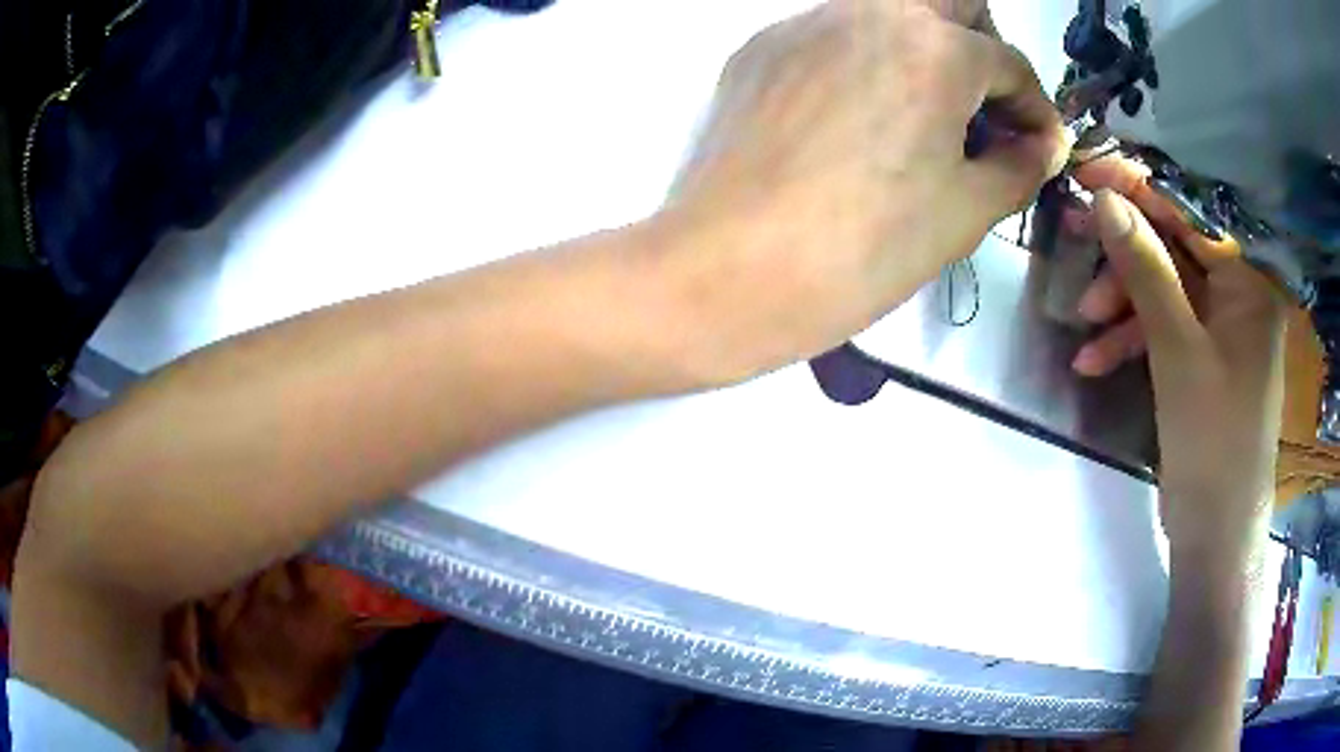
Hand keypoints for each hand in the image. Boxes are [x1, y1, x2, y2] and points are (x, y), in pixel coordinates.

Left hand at [664, 0, 1067, 379]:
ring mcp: (804, 24)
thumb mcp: (967, 210)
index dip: (1034, 107)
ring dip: (920, 49)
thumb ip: (1020, 165)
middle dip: (981, 47)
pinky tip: (852, 122)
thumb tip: (1041, 143)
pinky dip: (861, 64)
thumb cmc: (865, 246)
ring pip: (884, 12)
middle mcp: (868, 11)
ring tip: (920, 118)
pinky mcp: (760, 50)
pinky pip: (830, 38)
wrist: (729, 269)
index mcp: (933, 47)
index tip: (1036, 144)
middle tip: (983, 105)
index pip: (1009, 62)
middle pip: (948, 2)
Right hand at [1069, 155, 1286, 556]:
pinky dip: (1129, 341)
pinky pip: (1162, 332)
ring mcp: (1218, 332)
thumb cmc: (1213, 442)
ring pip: (1162, 291)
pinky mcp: (1199, 363)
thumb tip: (1104, 200)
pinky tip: (1094, 362)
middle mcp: (1236, 297)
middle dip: (1123, 249)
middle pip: (1174, 248)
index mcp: (1248, 284)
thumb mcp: (1178, 352)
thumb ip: (1146, 269)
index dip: (1140, 188)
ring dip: (1120, 303)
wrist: (1215, 536)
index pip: (1191, 213)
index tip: (1089, 175)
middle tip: (1070, 233)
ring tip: (1081, 323)